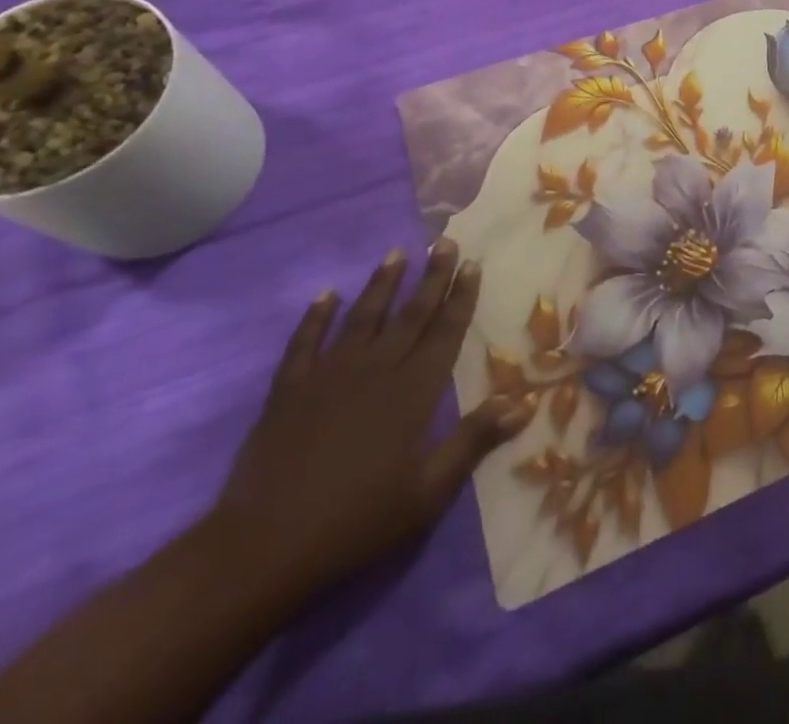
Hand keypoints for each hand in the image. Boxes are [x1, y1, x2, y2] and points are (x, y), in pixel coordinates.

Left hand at [213, 241, 520, 594]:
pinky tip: (325, 296)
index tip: (472, 263)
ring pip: (363, 317)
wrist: (265, 546)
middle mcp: (376, 370)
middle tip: (443, 242)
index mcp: (413, 390)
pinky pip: (305, 343)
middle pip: (410, 314)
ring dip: (381, 284)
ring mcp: (329, 376)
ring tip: (396, 253)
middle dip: (431, 277)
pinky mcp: (290, 391)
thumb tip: (523, 402)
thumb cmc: (358, 520)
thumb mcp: (428, 491)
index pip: (445, 332)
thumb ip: (474, 441)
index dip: (460, 297)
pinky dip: (315, 317)